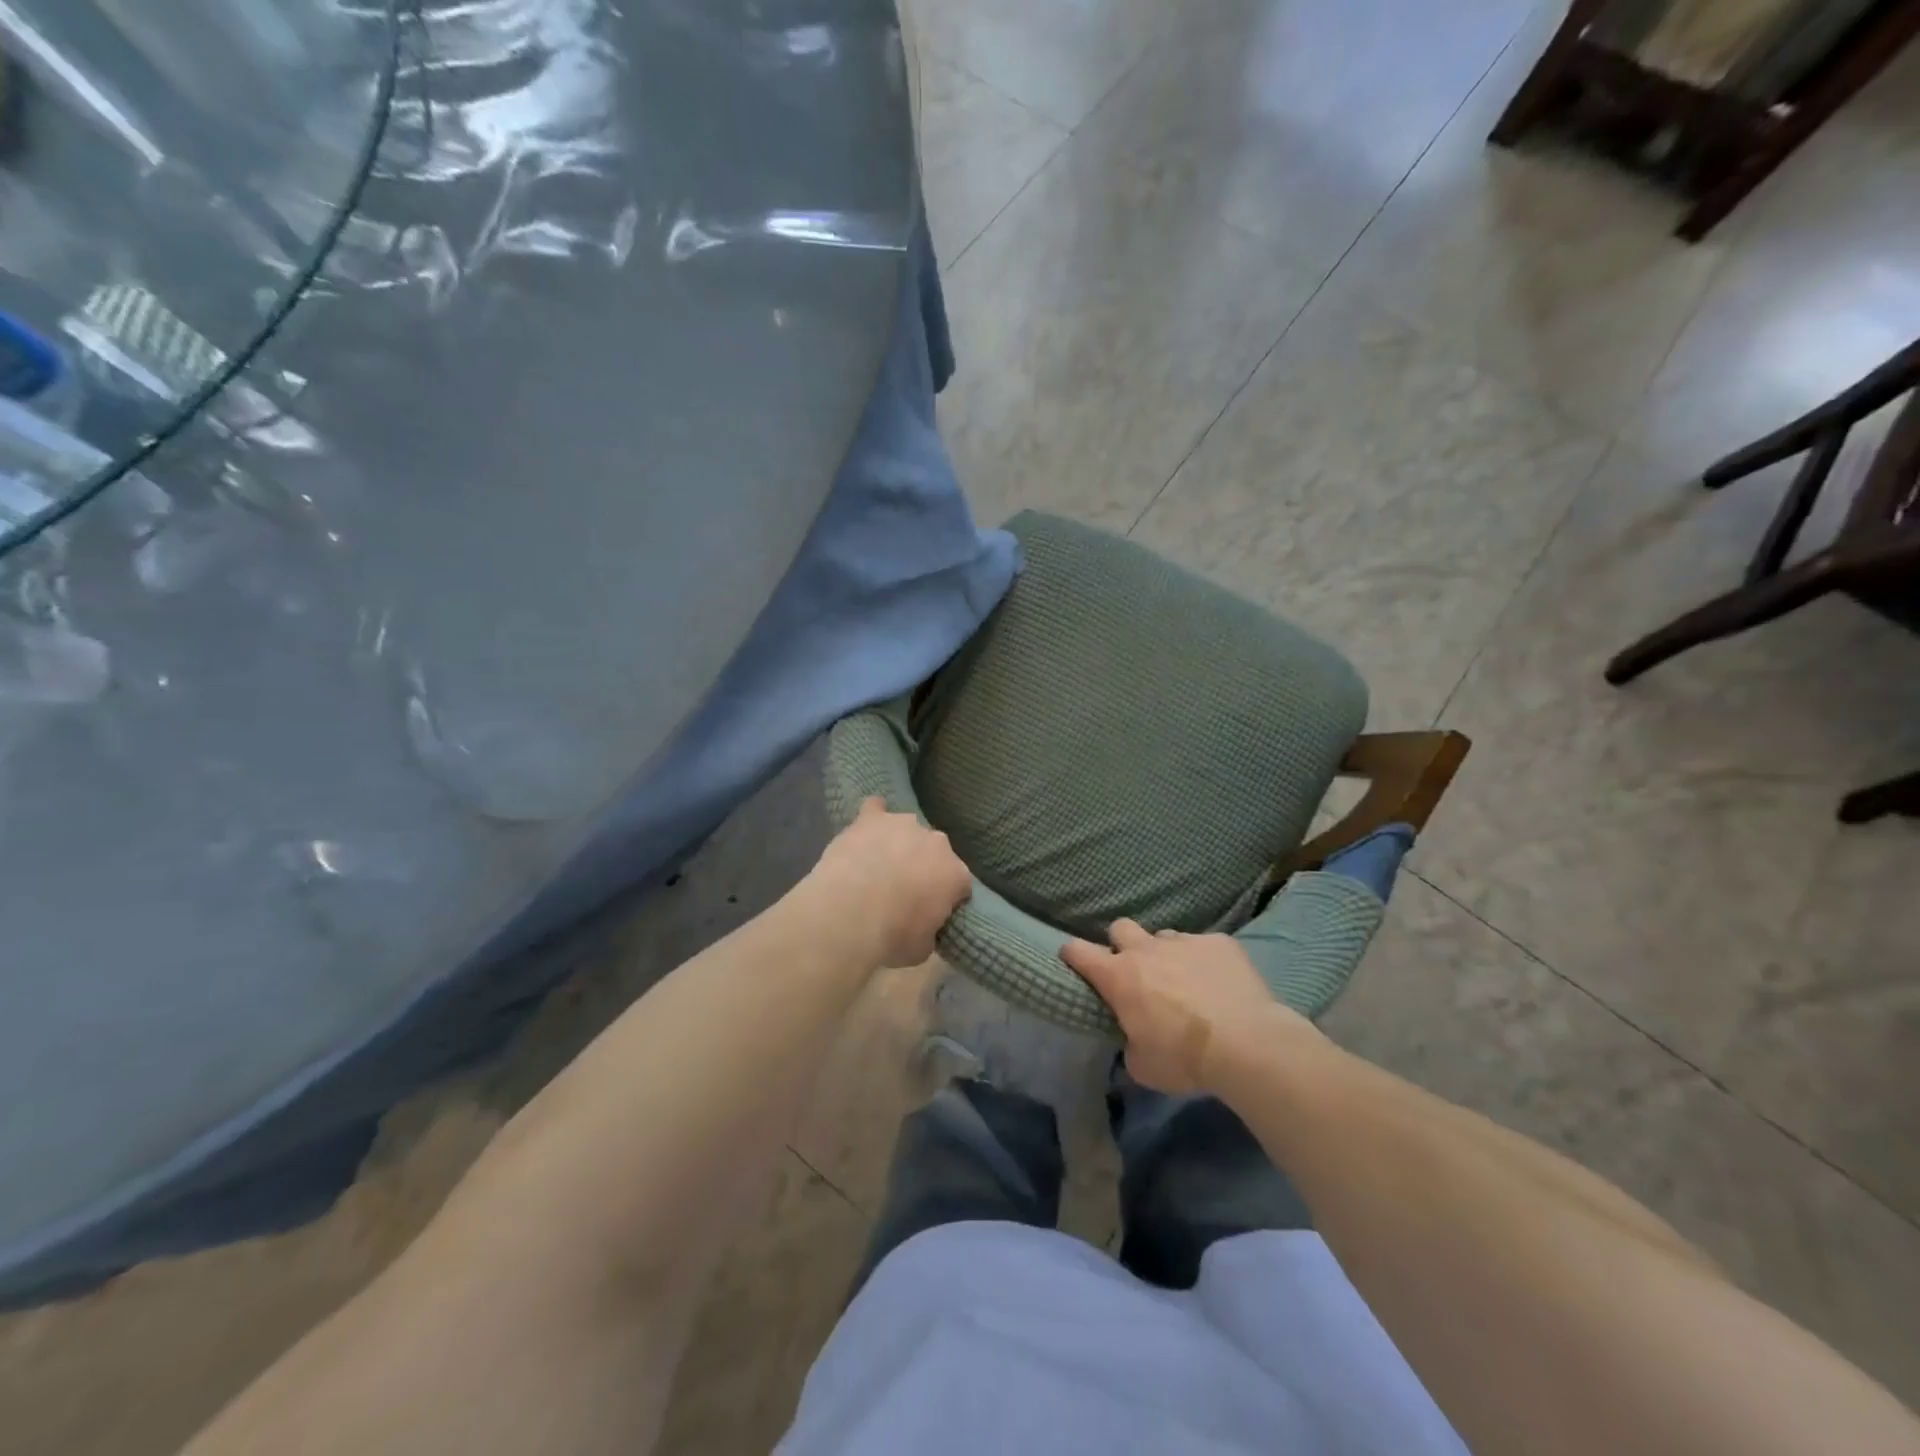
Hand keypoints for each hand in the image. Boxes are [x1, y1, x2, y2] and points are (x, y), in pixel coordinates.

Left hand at [806, 798, 971, 967]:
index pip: (960, 884)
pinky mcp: (871, 818)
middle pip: (935, 853)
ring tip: (878, 865)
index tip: (931, 913)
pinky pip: (875, 808)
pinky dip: (873, 815)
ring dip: (899, 844)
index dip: (946, 899)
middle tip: (903, 891)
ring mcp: (904, 824)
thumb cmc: (892, 936)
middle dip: (924, 868)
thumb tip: (924, 928)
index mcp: (956, 874)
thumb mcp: (922, 949)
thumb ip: (930, 932)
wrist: (849, 913)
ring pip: (907, 830)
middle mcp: (936, 842)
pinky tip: (865, 824)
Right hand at [1062, 920, 1320, 1094]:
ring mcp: (1184, 941)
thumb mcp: (1143, 1066)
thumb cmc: (1184, 1058)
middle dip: (1123, 944)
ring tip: (1183, 980)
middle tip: (1136, 970)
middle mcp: (1145, 950)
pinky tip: (1219, 982)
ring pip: (1164, 936)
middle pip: (1120, 927)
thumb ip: (1129, 1044)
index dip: (1073, 954)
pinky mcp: (1219, 942)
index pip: (1078, 951)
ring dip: (1166, 955)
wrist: (1246, 1044)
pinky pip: (1204, 944)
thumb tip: (1133, 1040)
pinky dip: (1205, 960)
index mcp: (1118, 976)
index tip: (1074, 961)